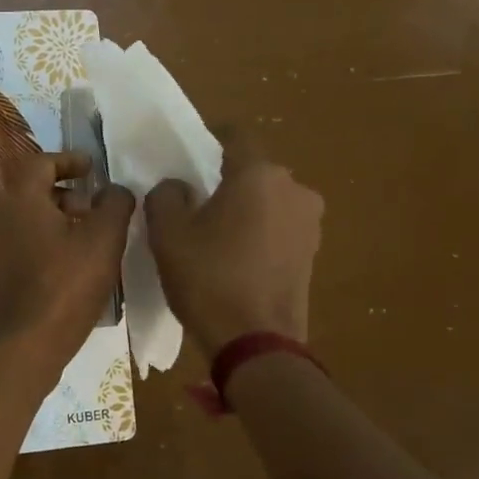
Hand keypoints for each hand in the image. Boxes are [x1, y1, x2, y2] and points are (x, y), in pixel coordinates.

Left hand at [0, 151, 134, 368]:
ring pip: (24, 217)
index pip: (40, 162)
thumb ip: (115, 204)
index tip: (92, 168)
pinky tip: (66, 263)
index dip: (68, 160)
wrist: (26, 344)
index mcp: (19, 199)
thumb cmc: (66, 285)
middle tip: (93, 207)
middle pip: (30, 189)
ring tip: (85, 237)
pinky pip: (19, 242)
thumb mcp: (104, 240)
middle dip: (64, 192)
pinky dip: (42, 239)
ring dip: (54, 217)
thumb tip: (114, 190)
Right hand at [145, 127, 323, 356]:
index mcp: (259, 174)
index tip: (189, 156)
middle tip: (196, 201)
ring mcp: (309, 222)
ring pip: (269, 200)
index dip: (210, 138)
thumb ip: (166, 195)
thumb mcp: (167, 233)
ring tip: (216, 234)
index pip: (235, 134)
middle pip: (253, 170)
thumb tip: (179, 188)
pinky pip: (279, 227)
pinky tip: (237, 258)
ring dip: (245, 207)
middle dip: (227, 179)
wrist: (256, 343)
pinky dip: (260, 232)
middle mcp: (294, 188)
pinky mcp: (312, 253)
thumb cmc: (209, 278)